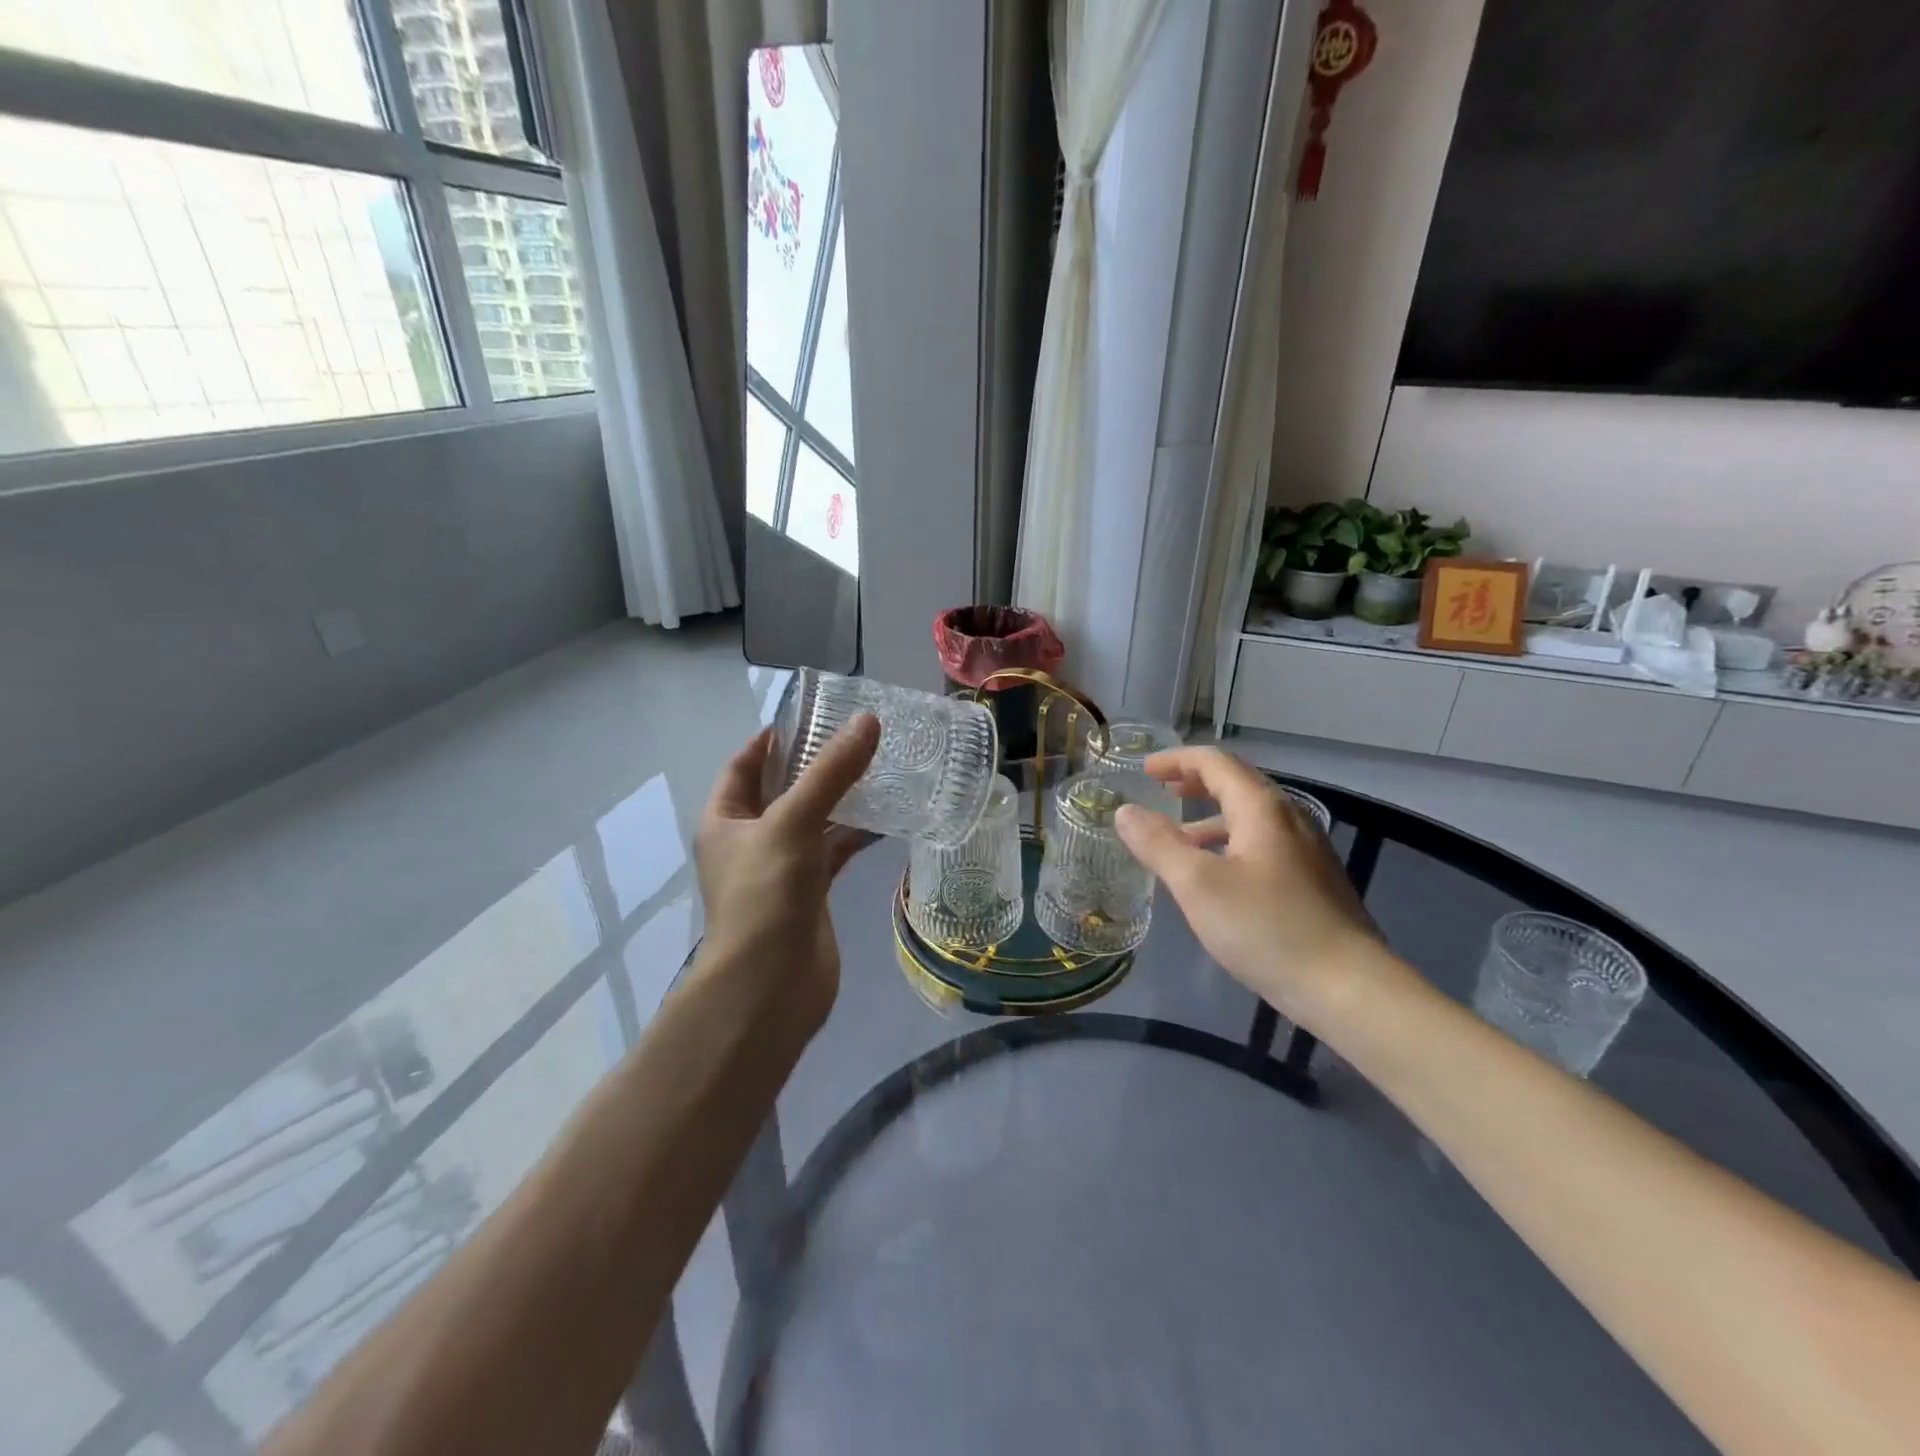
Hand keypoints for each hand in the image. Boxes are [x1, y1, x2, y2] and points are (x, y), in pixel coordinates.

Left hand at [692, 714, 880, 1029]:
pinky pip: (834, 851)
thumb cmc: (765, 895)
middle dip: (816, 764)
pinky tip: (888, 819)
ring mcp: (781, 867)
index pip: (745, 763)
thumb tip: (867, 722)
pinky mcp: (811, 892)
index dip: (773, 738)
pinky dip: (856, 835)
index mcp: (726, 819)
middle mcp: (750, 839)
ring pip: (813, 820)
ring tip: (880, 767)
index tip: (814, 714)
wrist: (770, 987)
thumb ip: (830, 772)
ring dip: (841, 798)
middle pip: (783, 789)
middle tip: (858, 736)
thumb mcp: (792, 823)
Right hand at [1114, 747, 1385, 1025]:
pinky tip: (1217, 877)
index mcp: (1262, 808)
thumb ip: (1158, 844)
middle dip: (1195, 782)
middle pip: (1238, 784)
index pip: (1215, 763)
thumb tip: (1125, 812)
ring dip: (1211, 817)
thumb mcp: (1198, 885)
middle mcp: (1289, 818)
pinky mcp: (1313, 881)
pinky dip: (1230, 843)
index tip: (1145, 770)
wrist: (1348, 987)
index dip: (1177, 760)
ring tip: (1179, 838)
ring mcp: (1306, 851)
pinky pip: (1263, 844)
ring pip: (1251, 818)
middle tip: (1162, 790)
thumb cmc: (1266, 927)